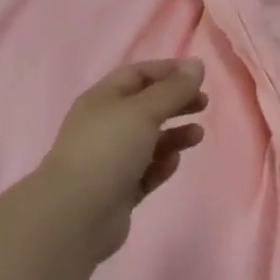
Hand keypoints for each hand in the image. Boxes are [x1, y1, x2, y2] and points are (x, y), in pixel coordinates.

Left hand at [40, 59, 207, 260]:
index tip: (198, 75)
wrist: (75, 216)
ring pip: (148, 140)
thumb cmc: (108, 150)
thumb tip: (197, 64)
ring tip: (198, 135)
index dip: (168, 71)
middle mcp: (104, 125)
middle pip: (145, 106)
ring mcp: (109, 159)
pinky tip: (173, 163)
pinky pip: (145, 171)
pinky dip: (161, 165)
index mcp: (102, 99)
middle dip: (175, 102)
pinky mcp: (117, 190)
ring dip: (174, 135)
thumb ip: (173, 89)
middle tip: (204, 104)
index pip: (137, 74)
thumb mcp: (144, 111)